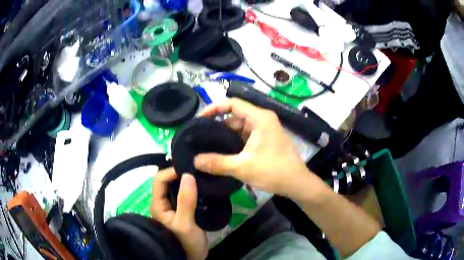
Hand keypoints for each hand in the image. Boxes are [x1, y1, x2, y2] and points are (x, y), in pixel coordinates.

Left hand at [151, 168, 207, 259]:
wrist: (191, 258)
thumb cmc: (185, 243)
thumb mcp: (186, 223)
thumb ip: (186, 200)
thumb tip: (188, 175)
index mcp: (158, 205)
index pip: (159, 180)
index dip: (171, 171)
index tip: (189, 168)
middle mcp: (162, 203)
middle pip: (165, 181)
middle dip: (178, 173)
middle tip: (196, 168)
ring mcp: (172, 207)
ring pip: (175, 187)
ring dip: (185, 180)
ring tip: (200, 174)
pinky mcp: (181, 211)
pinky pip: (183, 195)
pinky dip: (190, 188)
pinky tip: (201, 186)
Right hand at [194, 98, 319, 198]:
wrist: (297, 183)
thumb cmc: (274, 171)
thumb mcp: (243, 167)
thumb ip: (217, 163)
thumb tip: (194, 160)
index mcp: (259, 118)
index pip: (233, 103)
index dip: (214, 108)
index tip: (199, 119)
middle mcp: (262, 119)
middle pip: (235, 116)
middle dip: (217, 125)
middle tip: (199, 137)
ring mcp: (265, 130)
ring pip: (239, 128)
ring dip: (225, 136)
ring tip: (207, 145)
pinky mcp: (265, 140)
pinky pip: (245, 136)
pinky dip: (234, 142)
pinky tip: (222, 152)